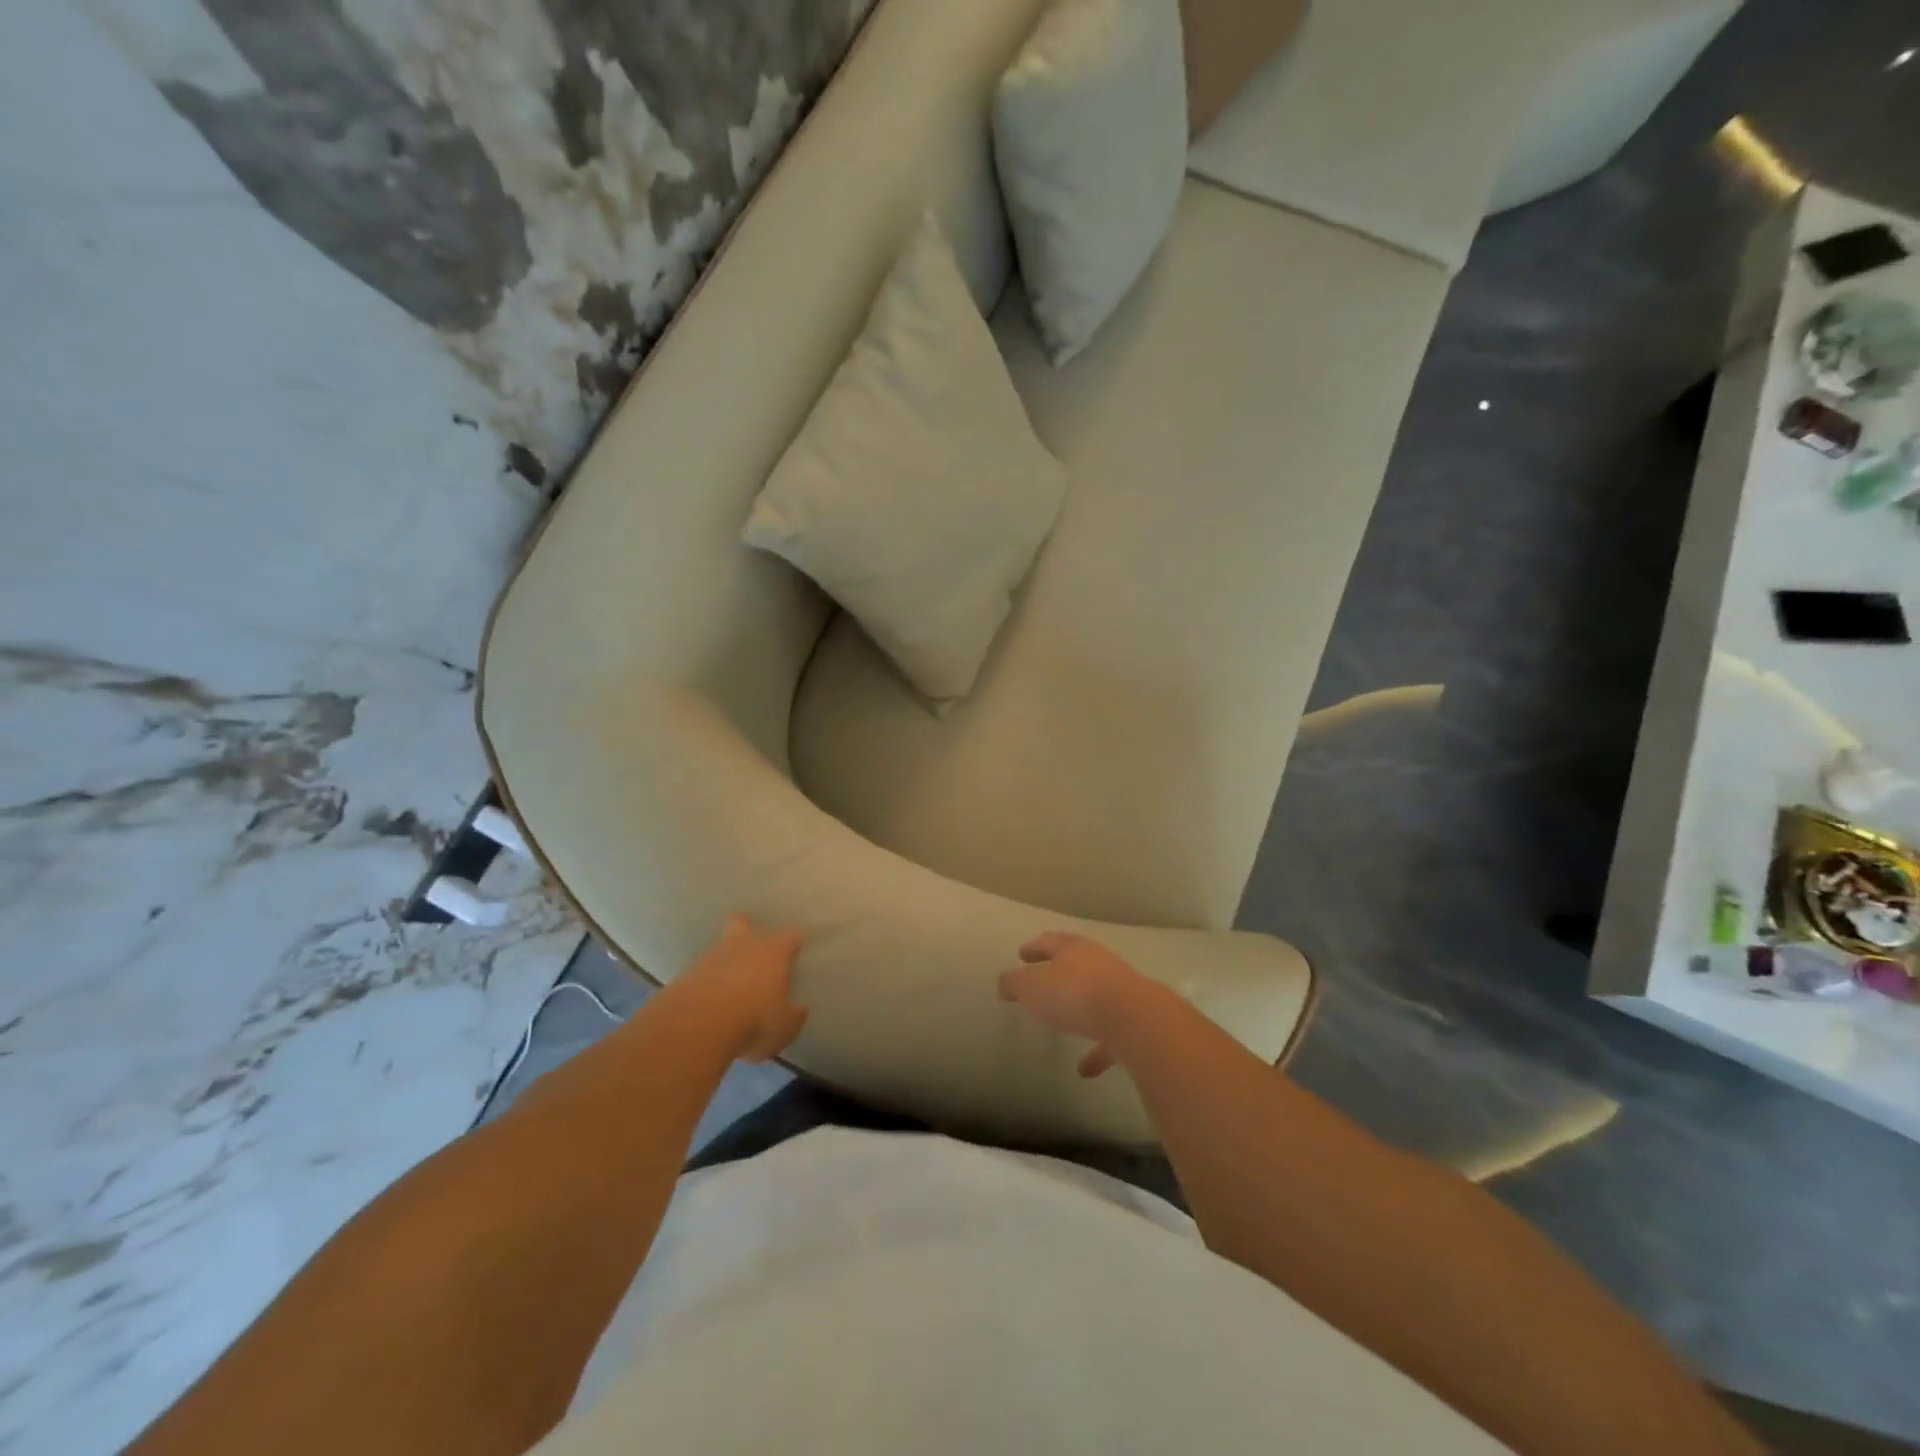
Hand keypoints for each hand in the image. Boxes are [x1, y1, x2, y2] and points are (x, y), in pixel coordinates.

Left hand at [675, 915, 808, 1061]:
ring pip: (719, 948)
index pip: (789, 936)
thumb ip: (794, 1015)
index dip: (794, 941)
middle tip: (750, 946)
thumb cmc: (754, 1020)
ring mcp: (710, 958)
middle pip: (742, 924)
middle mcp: (742, 946)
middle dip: (746, 929)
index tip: (797, 947)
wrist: (697, 1025)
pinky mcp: (685, 975)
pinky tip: (708, 1000)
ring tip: (728, 983)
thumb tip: (798, 1008)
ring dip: (724, 961)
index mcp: (773, 952)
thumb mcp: (785, 1027)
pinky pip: (700, 973)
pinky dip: (705, 982)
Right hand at [997, 932, 1157, 1077]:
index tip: (1022, 954)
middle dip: (1059, 972)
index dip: (1034, 947)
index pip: (1049, 942)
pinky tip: (1084, 1070)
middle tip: (1042, 981)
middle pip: (1076, 964)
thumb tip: (1005, 983)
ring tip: (1063, 1024)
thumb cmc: (1075, 993)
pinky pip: (1110, 1036)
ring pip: (1096, 997)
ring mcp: (1121, 992)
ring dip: (1080, 1010)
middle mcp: (1099, 964)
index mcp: (1073, 949)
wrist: (1133, 1019)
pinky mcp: (1134, 1023)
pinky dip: (1097, 1050)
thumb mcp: (1032, 986)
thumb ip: (1015, 983)